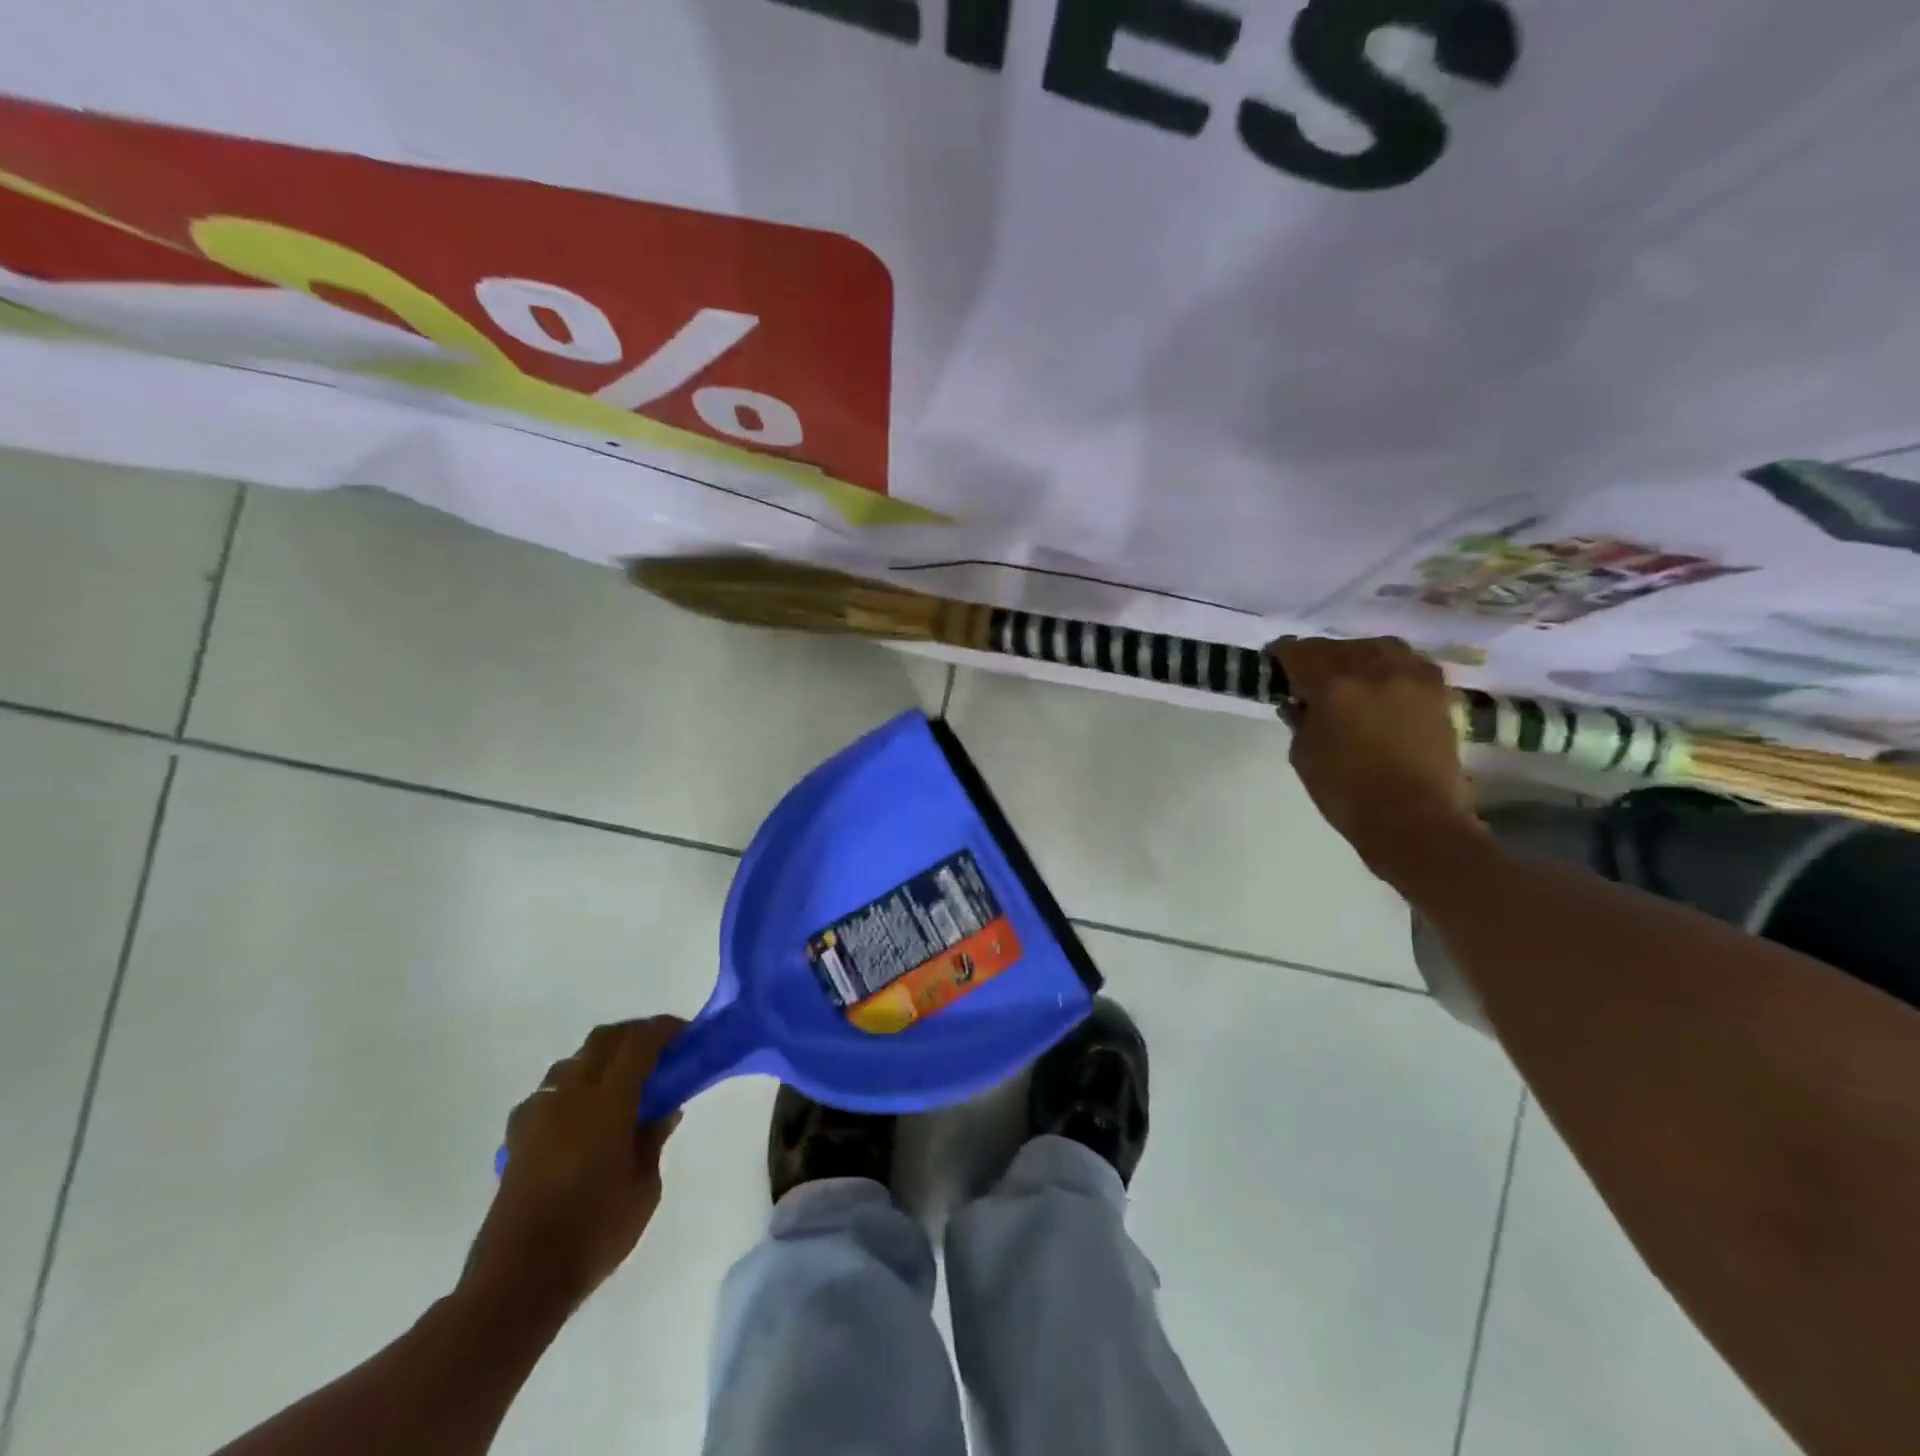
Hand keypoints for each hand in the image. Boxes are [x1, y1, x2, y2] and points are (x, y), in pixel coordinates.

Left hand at [463, 1017, 686, 1311]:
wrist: (518, 1281)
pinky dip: (570, 1090)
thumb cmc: (594, 1232)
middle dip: (633, 1034)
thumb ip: (653, 1140)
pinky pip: (548, 1094)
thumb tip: (664, 1110)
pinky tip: (579, 1117)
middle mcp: (570, 1095)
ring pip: (572, 1062)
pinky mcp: (517, 1138)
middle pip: (603, 1040)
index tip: (685, 1032)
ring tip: (620, 1083)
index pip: (639, 1043)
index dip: (664, 1029)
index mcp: (607, 1101)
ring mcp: (538, 1114)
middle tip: (658, 1049)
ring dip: (600, 1059)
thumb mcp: (644, 1189)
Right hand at [1270, 636, 1483, 877]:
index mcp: (1332, 685)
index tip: (1274, 661)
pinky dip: (1390, 667)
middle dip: (1318, 657)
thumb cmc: (1346, 792)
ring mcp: (1410, 677)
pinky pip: (1408, 663)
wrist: (1413, 819)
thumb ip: (1300, 719)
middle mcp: (1373, 669)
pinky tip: (1383, 684)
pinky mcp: (1438, 691)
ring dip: (1356, 656)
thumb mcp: (1303, 755)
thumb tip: (1300, 703)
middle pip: (1337, 647)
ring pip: (1376, 647)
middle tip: (1308, 676)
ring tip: (1349, 675)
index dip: (1282, 654)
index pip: (1298, 652)